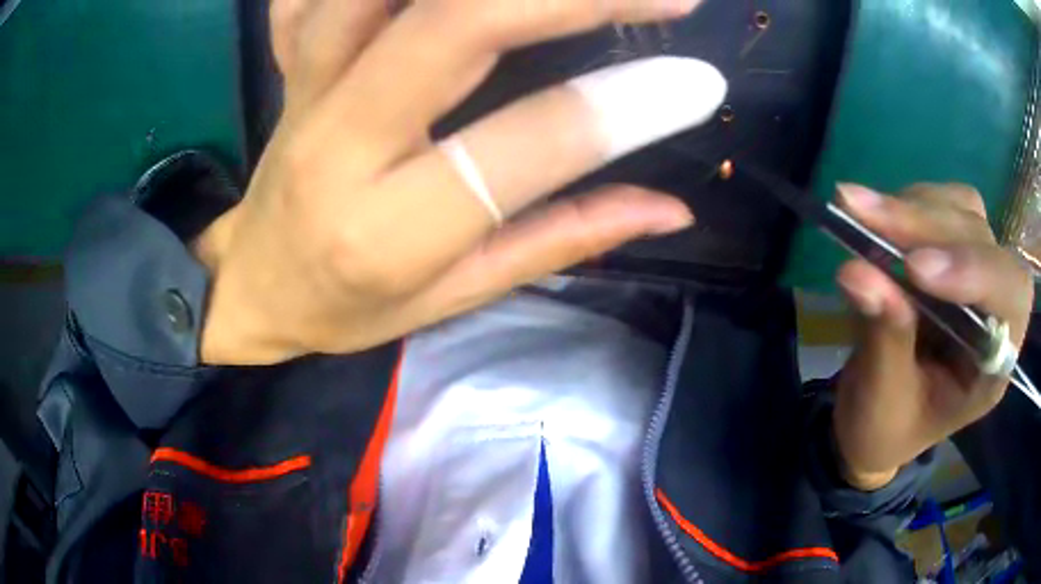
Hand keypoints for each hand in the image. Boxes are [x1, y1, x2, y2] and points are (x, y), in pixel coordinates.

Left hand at [194, 0, 726, 363]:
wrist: (254, 282)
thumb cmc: (346, 306)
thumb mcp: (453, 298)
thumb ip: (562, 241)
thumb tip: (671, 208)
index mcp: (389, 227)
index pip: (525, 144)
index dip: (625, 105)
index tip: (701, 81)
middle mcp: (340, 138)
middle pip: (457, 22)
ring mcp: (305, 84)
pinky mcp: (289, 58)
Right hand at [833, 184, 1033, 490]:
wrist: (876, 418)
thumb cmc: (886, 429)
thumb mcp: (882, 402)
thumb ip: (881, 339)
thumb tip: (855, 271)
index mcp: (994, 363)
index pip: (1010, 298)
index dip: (973, 271)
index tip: (914, 269)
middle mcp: (996, 308)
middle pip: (981, 241)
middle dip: (924, 225)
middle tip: (861, 214)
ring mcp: (977, 270)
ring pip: (962, 211)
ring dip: (912, 207)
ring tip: (858, 212)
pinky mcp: (952, 248)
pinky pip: (941, 203)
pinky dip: (906, 203)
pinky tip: (875, 218)